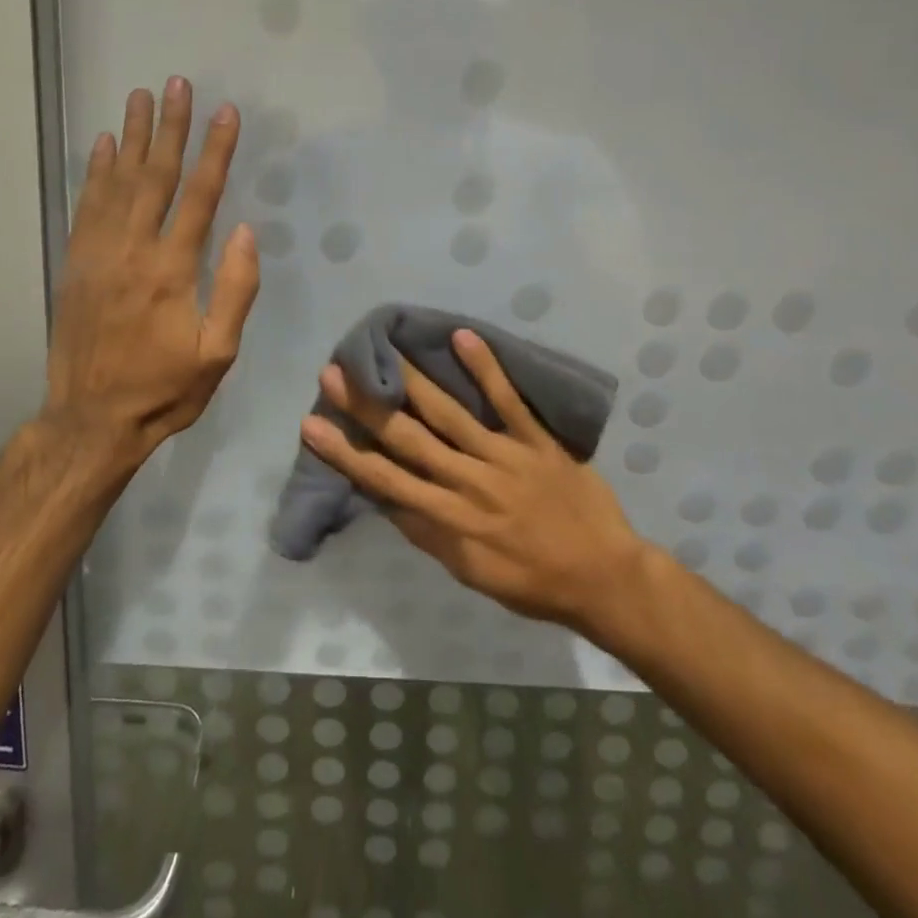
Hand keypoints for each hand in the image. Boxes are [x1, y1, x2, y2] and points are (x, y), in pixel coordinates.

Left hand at [41, 79, 259, 472]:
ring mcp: (98, 255)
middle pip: (155, 176)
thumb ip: (236, 291)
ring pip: (117, 183)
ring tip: (139, 96)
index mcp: (173, 271)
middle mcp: (133, 251)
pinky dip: (95, 171)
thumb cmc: (165, 390)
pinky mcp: (76, 264)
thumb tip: (245, 231)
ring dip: (131, 136)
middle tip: (176, 83)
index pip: (200, 197)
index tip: (226, 113)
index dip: (216, 152)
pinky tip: (102, 145)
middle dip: (170, 127)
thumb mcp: (218, 354)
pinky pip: (86, 206)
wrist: (91, 421)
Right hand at [302, 329, 647, 633]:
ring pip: (450, 413)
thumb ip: (429, 534)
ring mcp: (505, 456)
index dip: (345, 452)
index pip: (385, 481)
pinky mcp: (537, 440)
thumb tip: (388, 499)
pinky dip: (486, 368)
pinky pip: (508, 400)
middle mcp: (470, 483)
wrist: (604, 578)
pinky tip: (463, 336)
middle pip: (408, 439)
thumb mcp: (471, 573)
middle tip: (334, 373)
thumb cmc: (532, 582)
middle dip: (368, 406)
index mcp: (450, 520)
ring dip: (413, 381)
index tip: (313, 424)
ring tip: (384, 351)